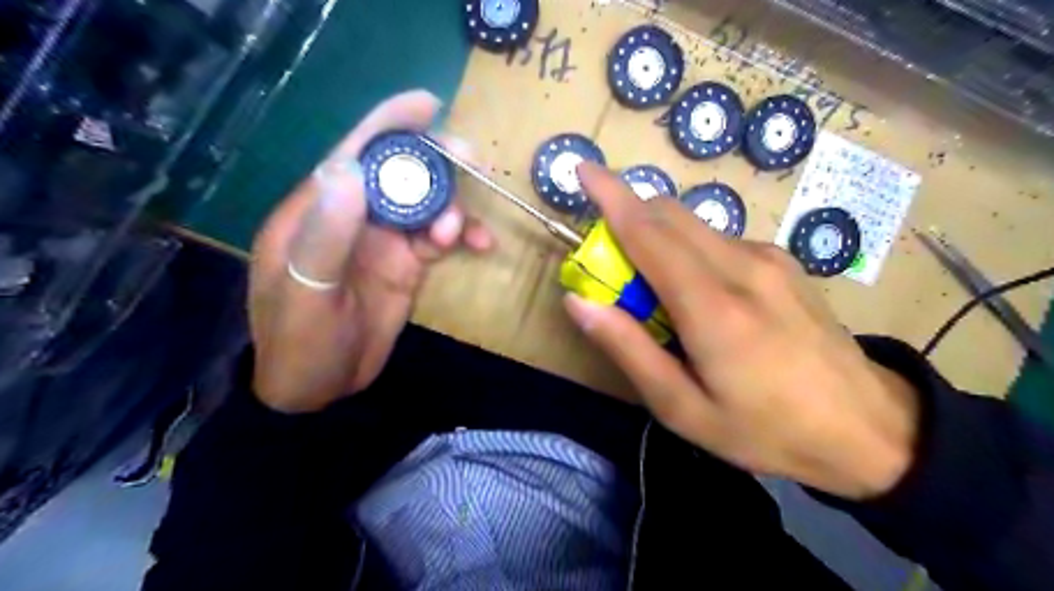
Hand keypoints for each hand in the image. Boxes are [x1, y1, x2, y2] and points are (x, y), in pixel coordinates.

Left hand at [249, 91, 490, 413]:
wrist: (319, 390)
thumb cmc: (299, 342)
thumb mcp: (306, 292)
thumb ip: (327, 233)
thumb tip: (350, 169)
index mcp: (319, 211)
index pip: (354, 155)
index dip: (389, 124)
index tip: (427, 105)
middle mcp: (354, 217)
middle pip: (399, 174)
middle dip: (435, 162)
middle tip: (473, 161)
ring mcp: (384, 241)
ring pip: (426, 205)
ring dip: (453, 207)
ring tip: (463, 231)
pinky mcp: (407, 264)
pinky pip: (440, 239)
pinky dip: (462, 236)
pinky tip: (480, 245)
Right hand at [564, 162, 918, 498]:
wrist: (868, 428)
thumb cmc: (765, 429)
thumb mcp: (682, 408)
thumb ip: (627, 349)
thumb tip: (579, 301)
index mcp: (714, 308)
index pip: (649, 232)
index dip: (610, 196)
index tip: (582, 169)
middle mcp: (742, 266)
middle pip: (669, 214)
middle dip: (628, 216)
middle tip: (609, 260)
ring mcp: (769, 259)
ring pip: (693, 224)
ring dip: (658, 236)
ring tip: (654, 292)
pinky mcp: (782, 261)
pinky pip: (718, 239)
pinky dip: (688, 249)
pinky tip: (698, 293)